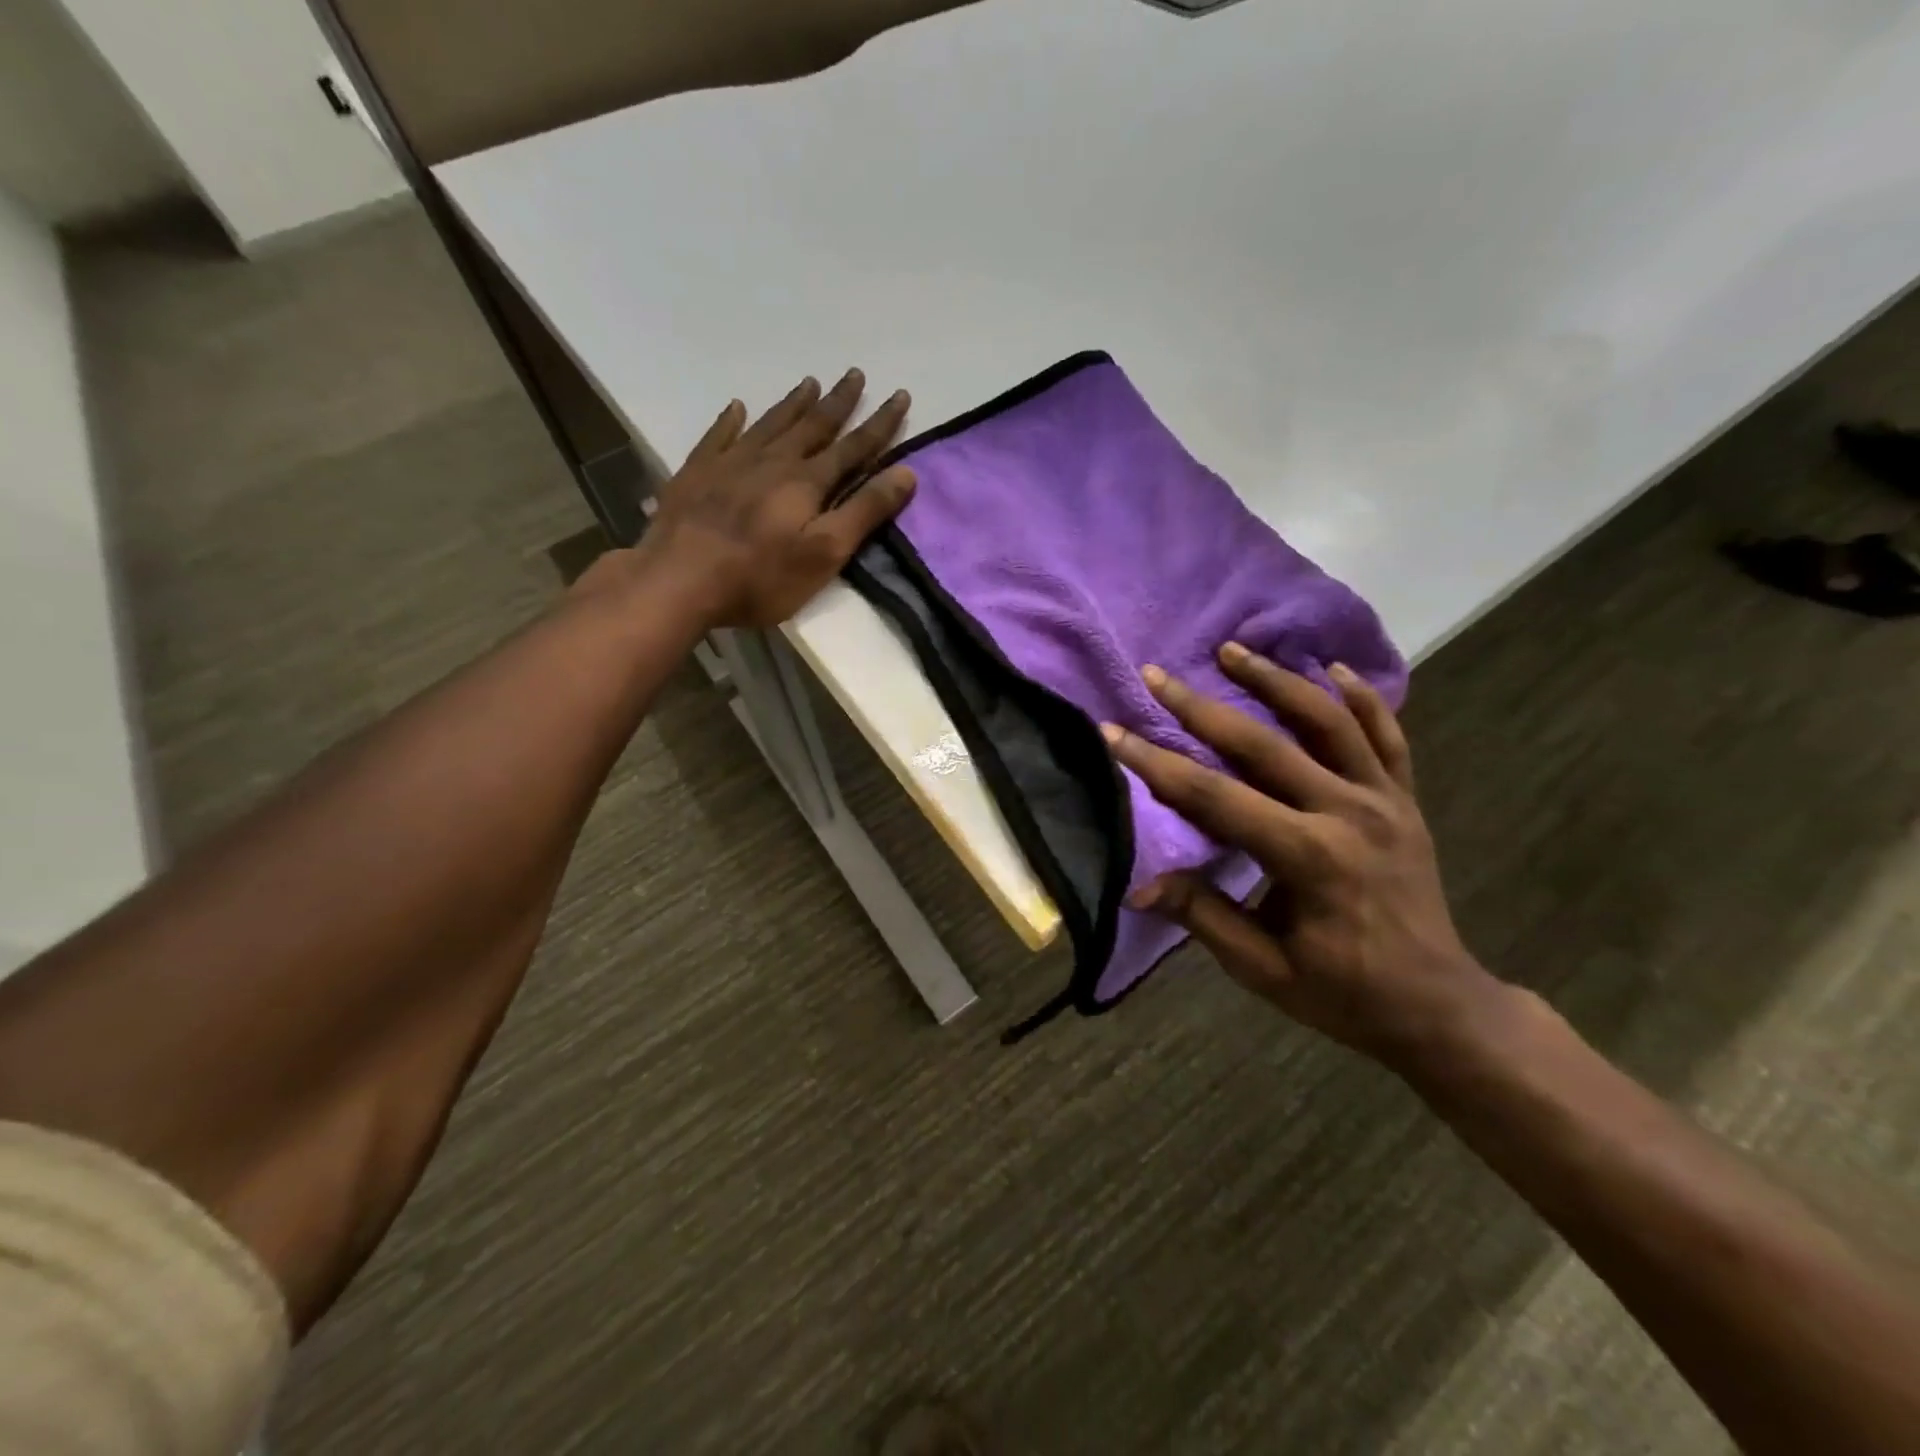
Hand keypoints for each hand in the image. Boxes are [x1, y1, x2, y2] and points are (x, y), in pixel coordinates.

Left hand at [625, 369, 916, 628]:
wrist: (679, 580)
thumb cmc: (760, 577)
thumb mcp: (824, 553)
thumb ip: (864, 512)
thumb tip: (906, 472)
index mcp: (807, 482)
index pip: (853, 447)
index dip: (880, 424)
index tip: (900, 396)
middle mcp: (772, 461)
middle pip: (813, 426)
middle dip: (839, 402)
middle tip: (855, 374)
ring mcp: (730, 463)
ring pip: (770, 424)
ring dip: (794, 404)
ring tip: (810, 383)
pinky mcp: (697, 473)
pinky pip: (718, 436)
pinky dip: (730, 420)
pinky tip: (736, 408)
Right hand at [1101, 645, 1500, 1069]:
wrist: (1437, 1004)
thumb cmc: (1342, 992)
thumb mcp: (1262, 968)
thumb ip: (1202, 916)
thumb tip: (1137, 887)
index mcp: (1307, 858)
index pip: (1214, 798)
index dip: (1156, 765)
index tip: (1112, 733)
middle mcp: (1347, 813)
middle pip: (1262, 744)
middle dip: (1200, 707)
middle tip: (1157, 675)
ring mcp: (1383, 800)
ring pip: (1327, 720)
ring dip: (1276, 679)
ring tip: (1232, 650)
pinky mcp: (1405, 799)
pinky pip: (1387, 735)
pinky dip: (1362, 697)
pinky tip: (1332, 668)